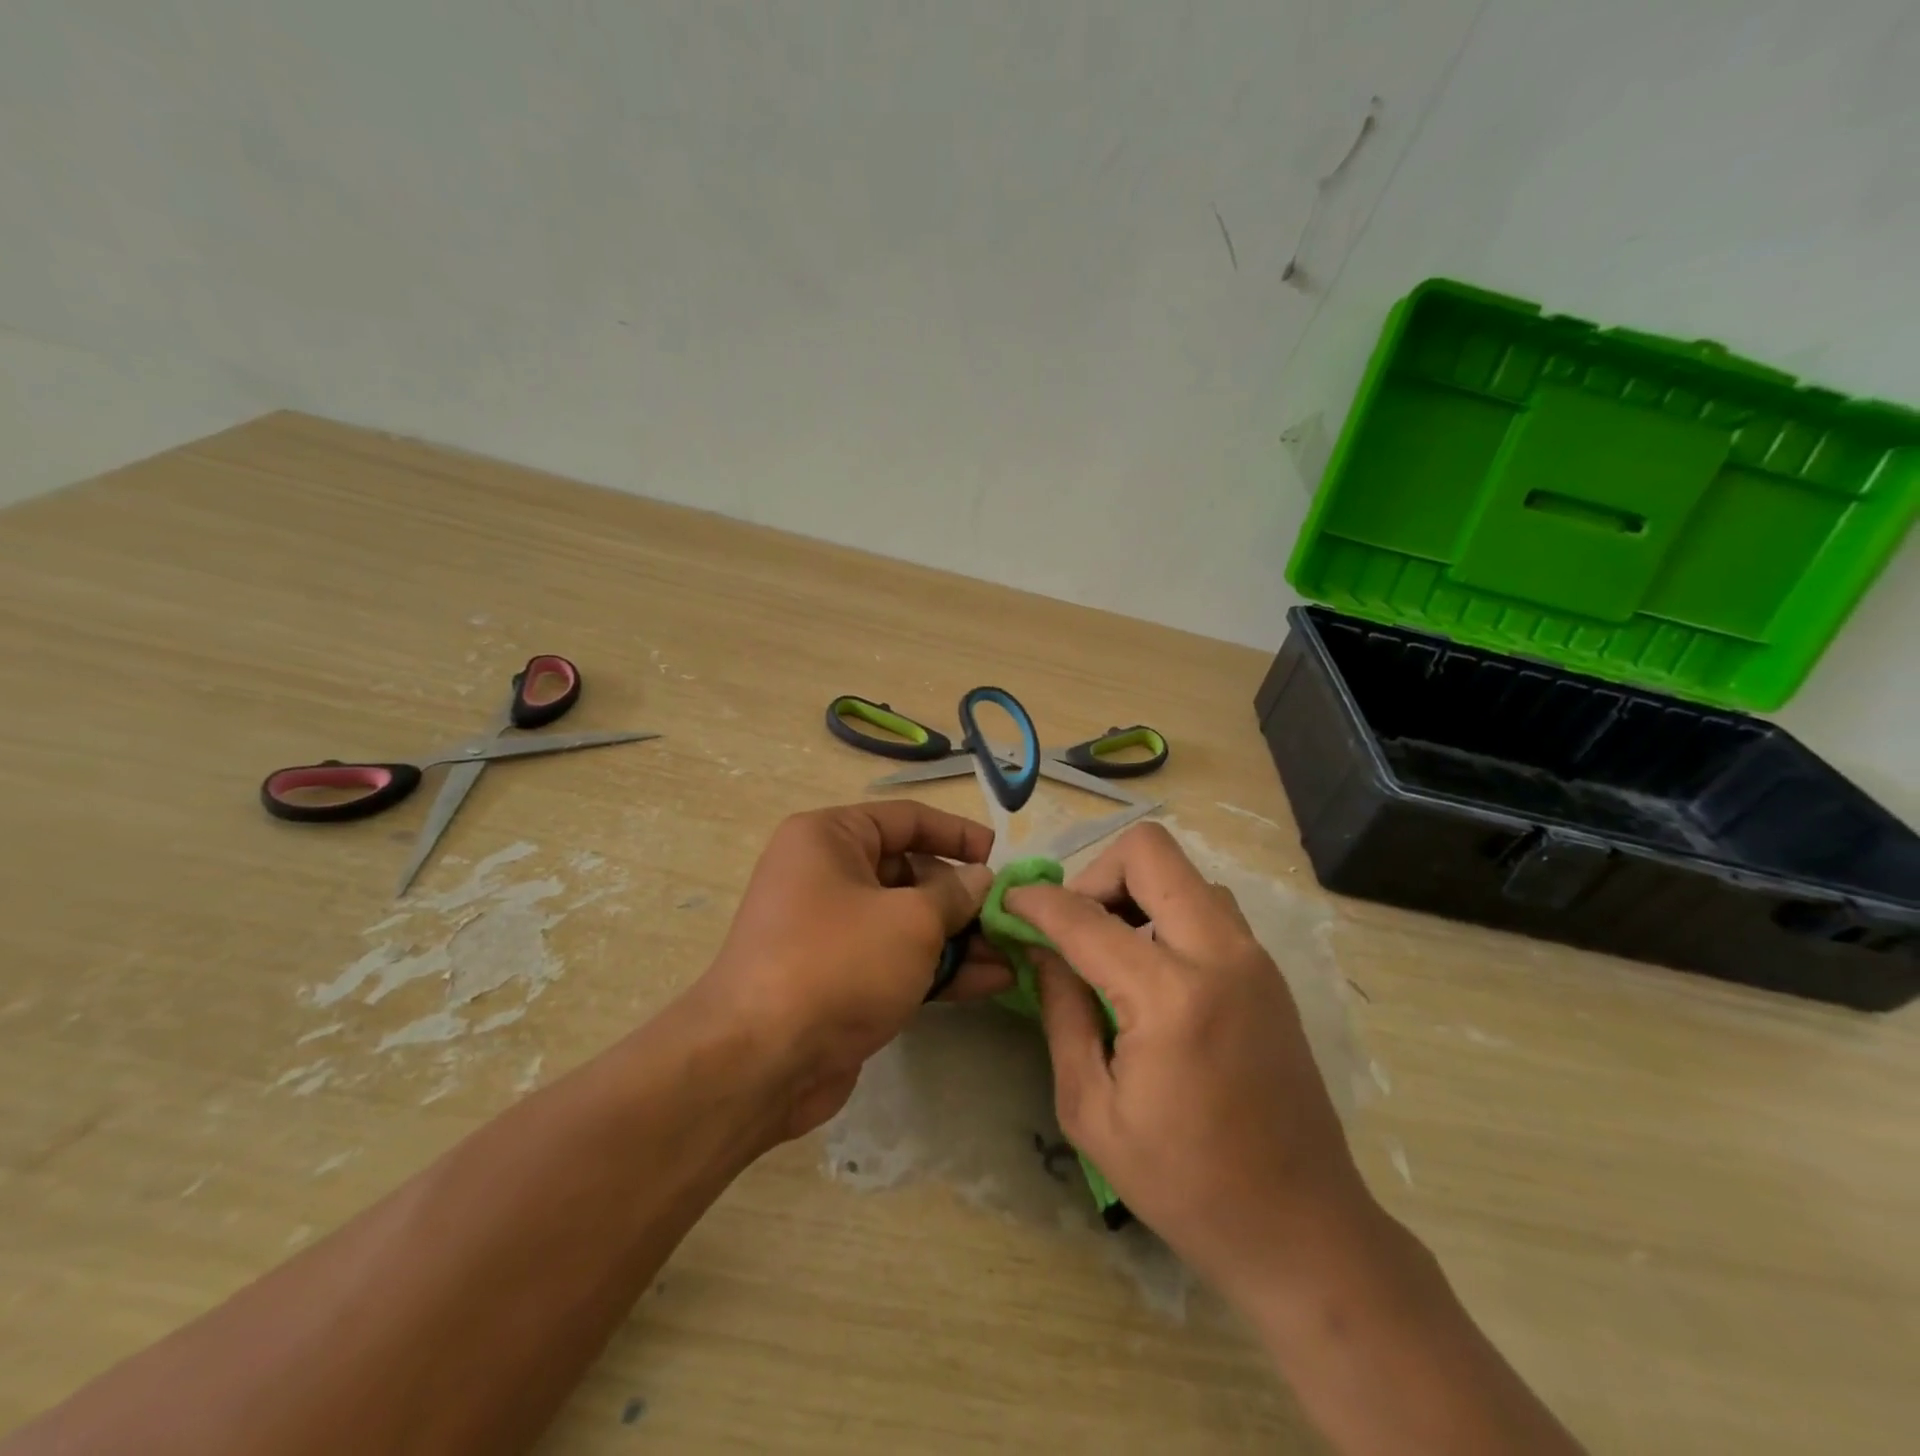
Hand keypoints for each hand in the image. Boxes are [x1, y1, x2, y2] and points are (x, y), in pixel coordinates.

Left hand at [690, 801, 1005, 1140]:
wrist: (762, 1062)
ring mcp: (833, 932)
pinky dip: (940, 968)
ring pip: (908, 921)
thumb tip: (980, 879)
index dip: (956, 834)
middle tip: (1011, 916)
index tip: (999, 855)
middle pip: (910, 872)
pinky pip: (898, 960)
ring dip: (960, 938)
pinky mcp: (841, 979)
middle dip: (963, 896)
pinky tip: (991, 982)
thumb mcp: (910, 920)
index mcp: (829, 839)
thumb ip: (954, 894)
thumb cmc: (838, 963)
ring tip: (1014, 953)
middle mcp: (826, 876)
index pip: (905, 819)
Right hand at [1005, 823, 1371, 1306]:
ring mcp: (1253, 957)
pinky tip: (1151, 968)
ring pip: (1184, 873)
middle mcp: (1220, 955)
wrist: (1302, 1228)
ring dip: (1137, 891)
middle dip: (1096, 873)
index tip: (1010, 905)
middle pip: (1149, 852)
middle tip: (1073, 925)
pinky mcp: (1268, 971)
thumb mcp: (1092, 1109)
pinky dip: (1168, 913)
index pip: (1085, 917)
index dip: (1037, 903)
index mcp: (1171, 996)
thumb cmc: (1185, 1184)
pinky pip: (1209, 906)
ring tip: (1111, 948)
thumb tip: (1040, 949)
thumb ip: (1061, 1013)